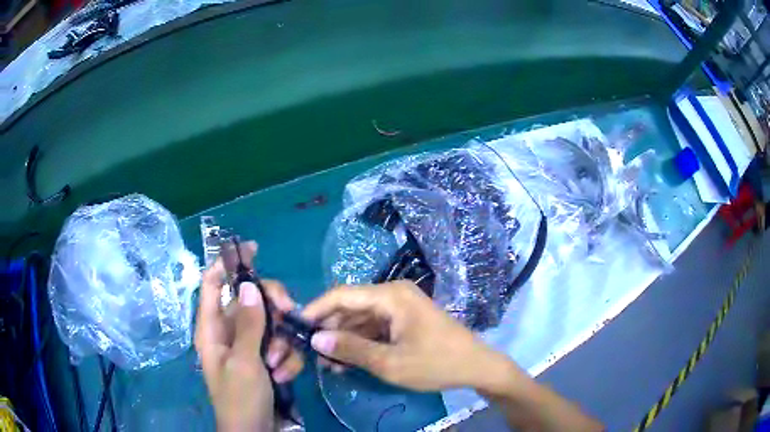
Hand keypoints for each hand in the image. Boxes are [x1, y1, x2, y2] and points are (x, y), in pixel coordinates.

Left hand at [194, 242, 303, 430]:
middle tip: (288, 311)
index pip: (213, 283)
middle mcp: (230, 332)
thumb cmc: (240, 398)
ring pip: (271, 324)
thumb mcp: (244, 362)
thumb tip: (251, 286)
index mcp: (212, 328)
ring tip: (277, 365)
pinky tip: (284, 376)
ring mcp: (250, 346)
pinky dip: (287, 359)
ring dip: (281, 342)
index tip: (254, 249)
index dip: (228, 263)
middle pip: (252, 299)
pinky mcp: (266, 360)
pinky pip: (281, 346)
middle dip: (272, 307)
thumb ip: (249, 324)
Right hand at [301, 281, 519, 392]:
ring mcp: (400, 307)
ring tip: (327, 363)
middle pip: (350, 306)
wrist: (476, 366)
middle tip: (310, 353)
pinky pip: (374, 327)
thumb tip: (315, 340)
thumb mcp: (390, 362)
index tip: (294, 327)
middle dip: (329, 329)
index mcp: (390, 295)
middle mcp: (393, 294)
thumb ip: (351, 349)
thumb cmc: (436, 363)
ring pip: (360, 319)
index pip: (341, 295)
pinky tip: (347, 361)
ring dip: (343, 339)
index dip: (315, 309)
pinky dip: (360, 342)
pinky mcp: (404, 320)